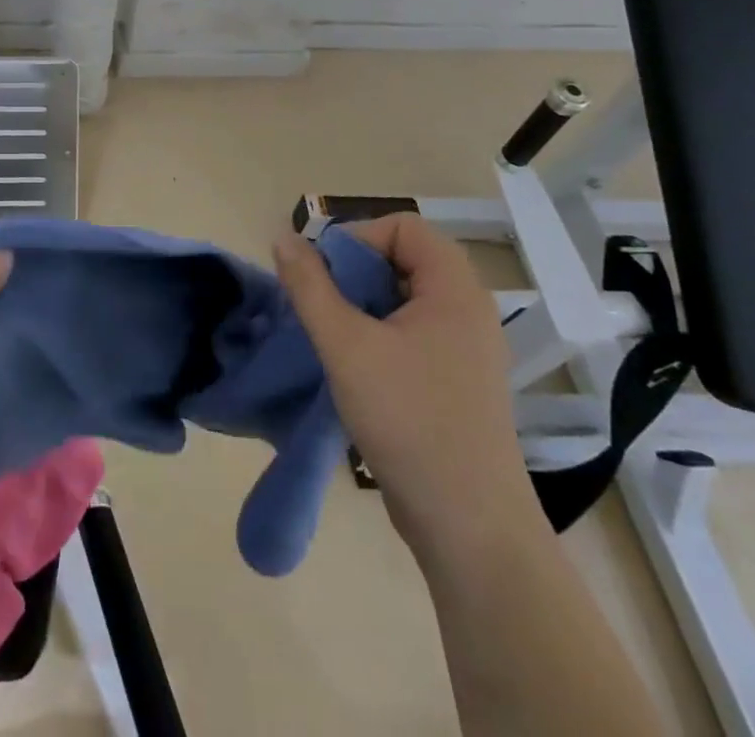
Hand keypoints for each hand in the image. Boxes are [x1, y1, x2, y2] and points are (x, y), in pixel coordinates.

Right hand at [274, 214, 539, 556]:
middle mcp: (468, 310)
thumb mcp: (346, 346)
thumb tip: (284, 238)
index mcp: (455, 289)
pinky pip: (412, 333)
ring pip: (403, 299)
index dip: (358, 238)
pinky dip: (378, 335)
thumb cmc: (409, 420)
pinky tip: (354, 368)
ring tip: (333, 339)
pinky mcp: (457, 381)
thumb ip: (310, 286)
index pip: (403, 226)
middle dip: (354, 274)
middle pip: (403, 258)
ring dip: (361, 307)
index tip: (325, 275)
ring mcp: (466, 349)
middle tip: (323, 308)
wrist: (470, 528)